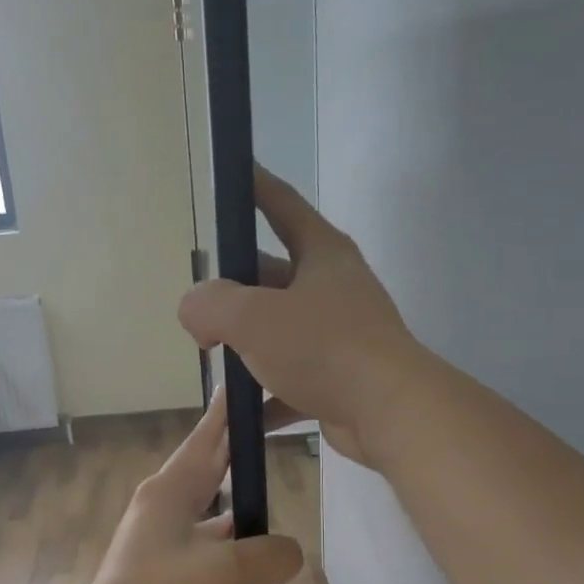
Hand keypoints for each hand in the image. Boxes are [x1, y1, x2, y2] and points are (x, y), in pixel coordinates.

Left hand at [81, 390, 303, 583]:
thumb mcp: (229, 571)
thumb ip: (270, 555)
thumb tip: (290, 553)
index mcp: (171, 490)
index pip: (206, 439)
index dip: (226, 414)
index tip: (241, 388)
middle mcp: (161, 505)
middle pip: (205, 469)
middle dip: (233, 453)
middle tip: (263, 433)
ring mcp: (155, 537)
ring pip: (204, 509)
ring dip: (232, 505)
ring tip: (264, 497)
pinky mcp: (156, 567)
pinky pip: (199, 542)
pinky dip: (223, 542)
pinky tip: (245, 556)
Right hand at [179, 167, 426, 467]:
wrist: (389, 413)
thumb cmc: (323, 348)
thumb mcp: (253, 317)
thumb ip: (210, 305)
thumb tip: (194, 312)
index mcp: (322, 254)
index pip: (282, 204)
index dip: (254, 186)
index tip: (232, 170)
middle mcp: (334, 288)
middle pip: (274, 274)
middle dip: (236, 288)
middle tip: (200, 303)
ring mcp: (340, 335)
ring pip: (282, 330)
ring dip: (248, 345)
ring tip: (211, 356)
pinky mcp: (340, 378)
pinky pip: (293, 381)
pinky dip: (267, 395)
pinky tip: (241, 413)